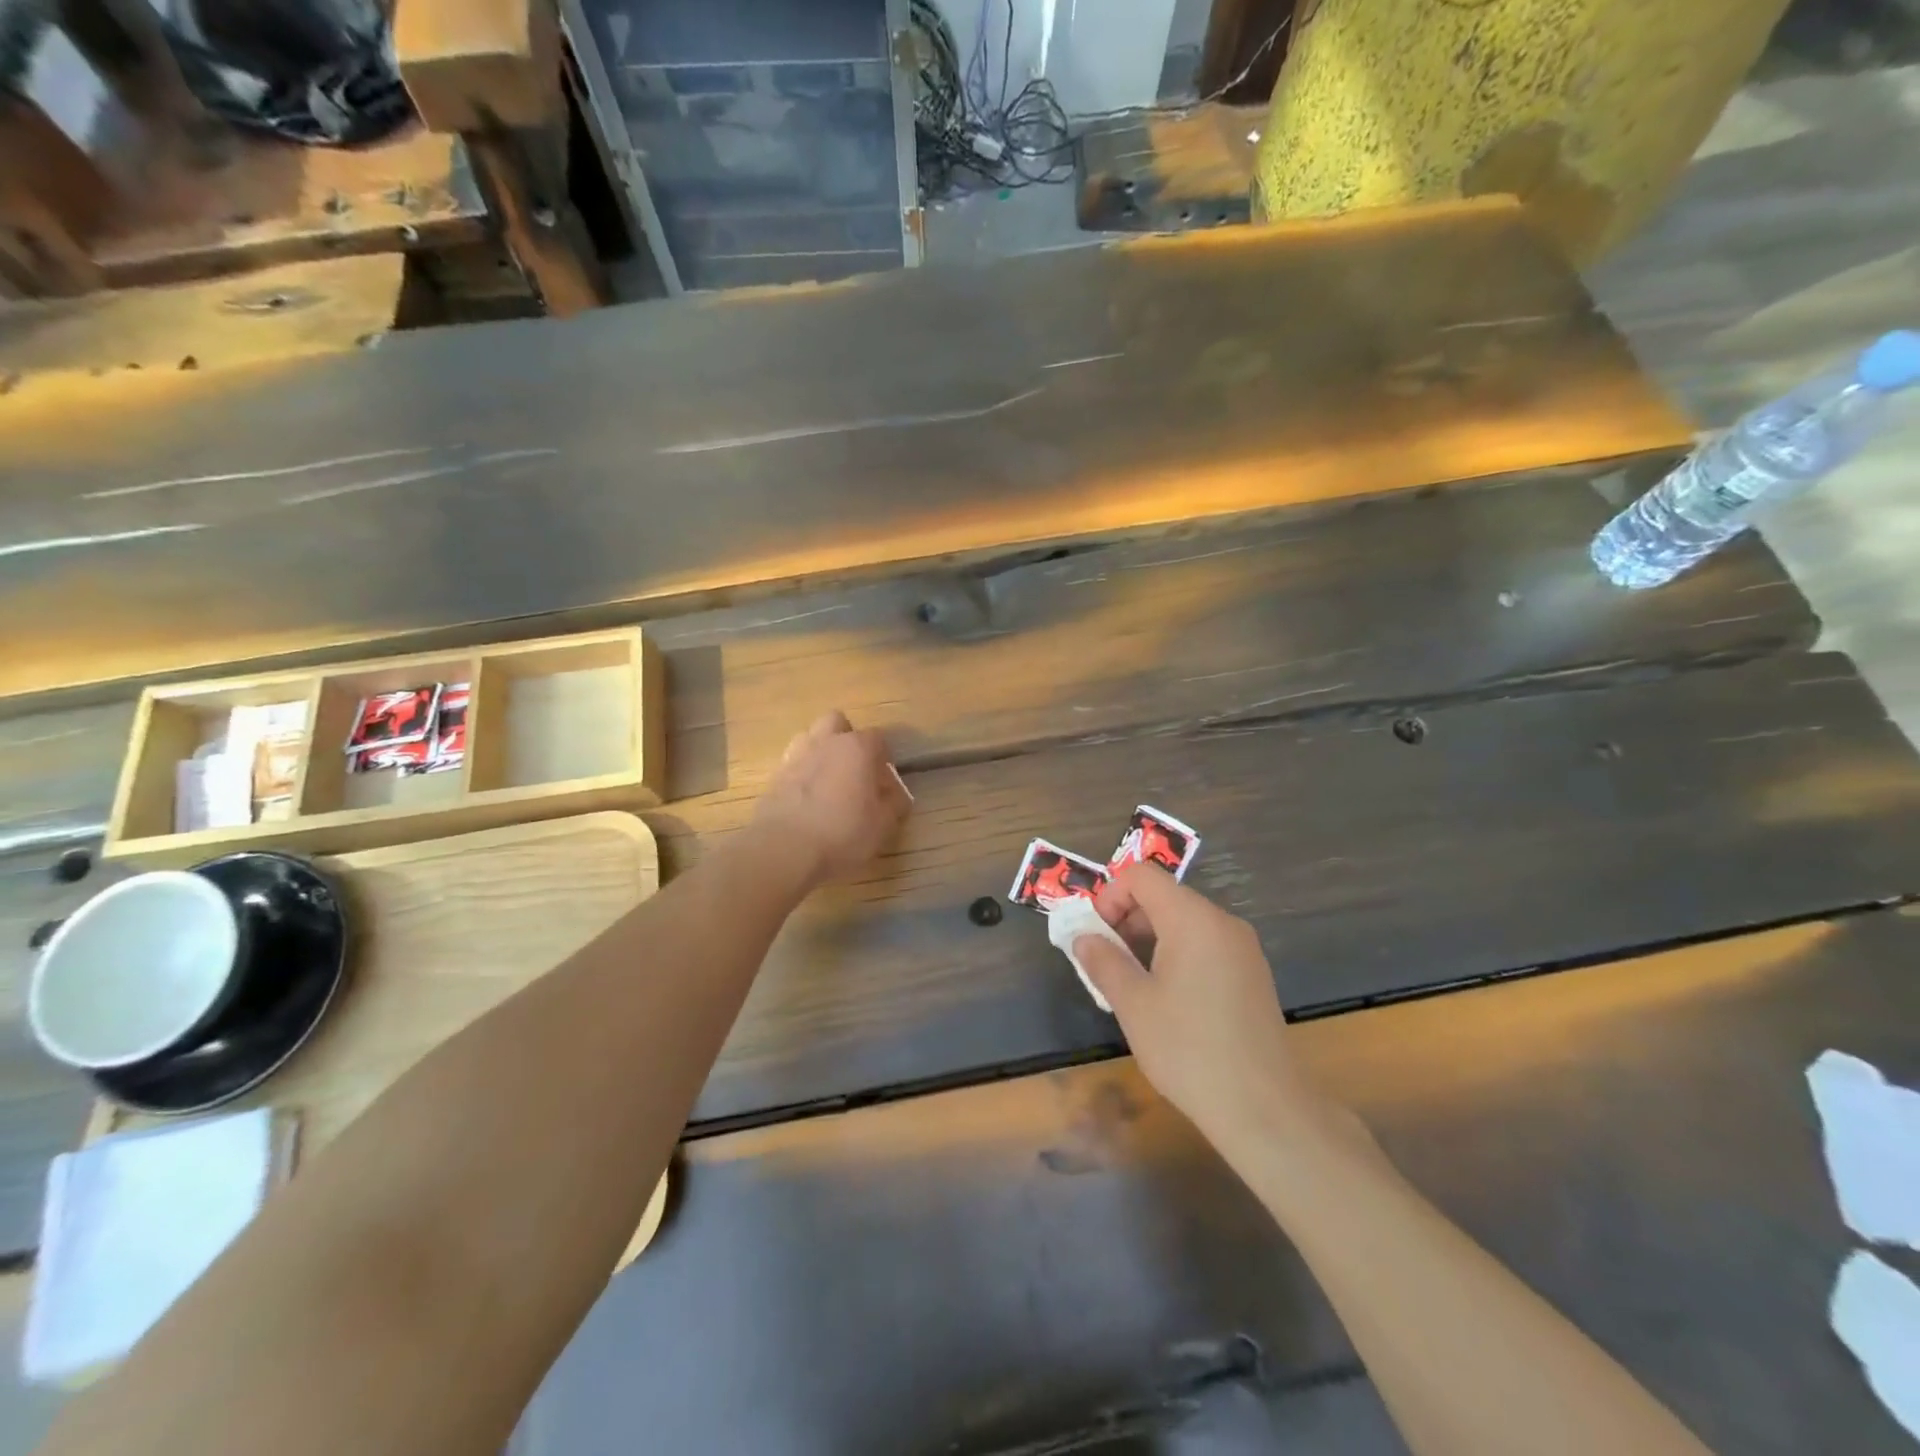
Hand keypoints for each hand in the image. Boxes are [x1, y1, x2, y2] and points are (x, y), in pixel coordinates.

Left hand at [753, 711, 911, 887]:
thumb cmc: (843, 832)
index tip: (885, 784)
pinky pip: (792, 765)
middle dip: (847, 738)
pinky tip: (807, 800)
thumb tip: (896, 795)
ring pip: (809, 738)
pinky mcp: (773, 777)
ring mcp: (795, 757)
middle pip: (836, 722)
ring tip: (828, 782)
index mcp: (857, 747)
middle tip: (855, 770)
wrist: (784, 849)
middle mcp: (825, 742)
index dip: (884, 760)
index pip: (878, 739)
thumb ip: (894, 803)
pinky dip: (801, 775)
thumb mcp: (883, 824)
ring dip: (820, 752)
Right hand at [1076, 865, 1319, 1150]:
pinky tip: (1167, 999)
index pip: (1142, 876)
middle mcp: (1222, 922)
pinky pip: (1205, 945)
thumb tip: (1084, 938)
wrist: (1265, 1108)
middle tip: (1106, 962)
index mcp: (1193, 919)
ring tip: (1132, 984)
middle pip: (1164, 896)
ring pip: (1184, 922)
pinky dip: (1176, 955)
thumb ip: (1103, 962)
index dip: (1110, 896)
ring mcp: (1242, 949)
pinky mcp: (1252, 975)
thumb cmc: (1189, 1049)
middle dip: (1127, 919)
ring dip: (1149, 939)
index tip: (1097, 936)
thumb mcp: (1133, 1004)